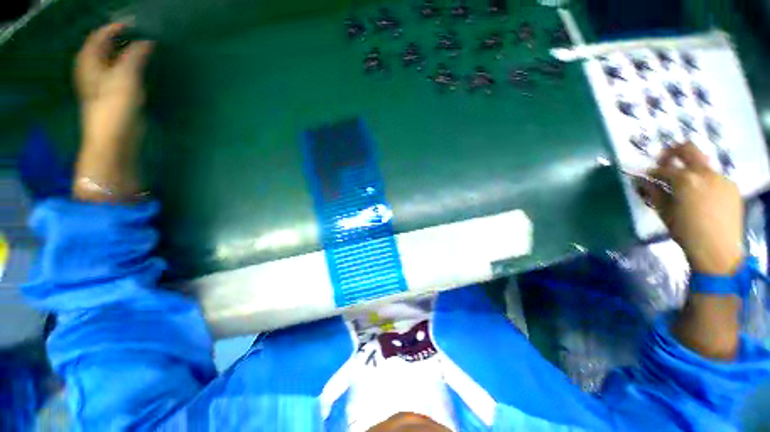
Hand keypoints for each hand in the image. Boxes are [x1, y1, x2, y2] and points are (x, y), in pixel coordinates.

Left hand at [75, 22, 153, 150]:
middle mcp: (92, 70)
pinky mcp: (113, 95)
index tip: (134, 24)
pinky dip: (128, 66)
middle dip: (119, 39)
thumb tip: (147, 41)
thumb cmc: (115, 108)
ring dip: (124, 52)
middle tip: (139, 34)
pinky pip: (119, 73)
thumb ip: (135, 57)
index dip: (114, 28)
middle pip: (103, 48)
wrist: (114, 139)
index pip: (99, 37)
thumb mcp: (125, 78)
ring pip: (111, 61)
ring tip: (141, 48)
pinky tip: (139, 68)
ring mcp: (102, 84)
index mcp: (89, 62)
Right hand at [638, 143, 742, 274]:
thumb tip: (642, 181)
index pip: (663, 168)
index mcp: (685, 179)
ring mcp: (721, 178)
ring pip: (702, 165)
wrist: (717, 250)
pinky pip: (714, 178)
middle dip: (672, 152)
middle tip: (663, 162)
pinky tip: (701, 197)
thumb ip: (653, 192)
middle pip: (688, 149)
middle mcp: (705, 173)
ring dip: (690, 171)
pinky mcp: (731, 187)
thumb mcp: (664, 212)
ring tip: (684, 187)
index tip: (646, 177)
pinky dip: (703, 182)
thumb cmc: (685, 231)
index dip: (651, 172)